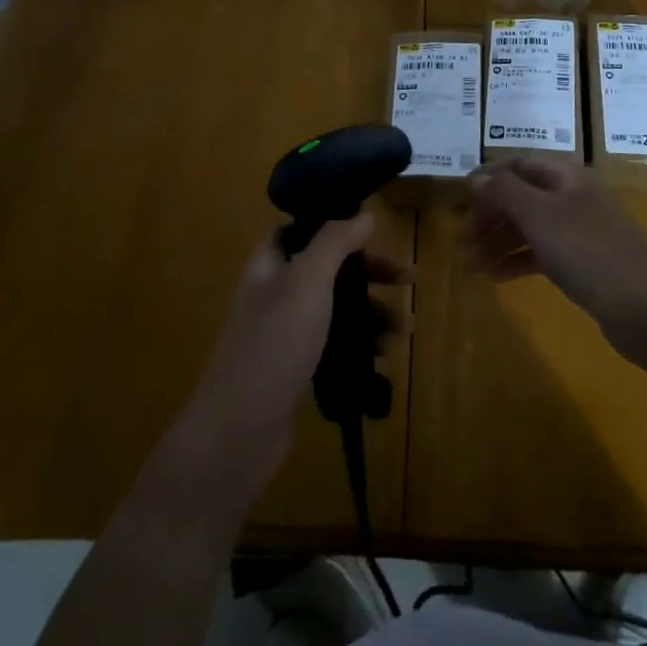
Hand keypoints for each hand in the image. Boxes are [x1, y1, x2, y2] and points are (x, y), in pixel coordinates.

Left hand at [169, 213, 403, 496]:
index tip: (373, 229)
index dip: (335, 224)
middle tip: (407, 280)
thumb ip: (335, 241)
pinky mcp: (296, 369)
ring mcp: (285, 334)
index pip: (301, 229)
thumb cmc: (275, 343)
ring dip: (371, 312)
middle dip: (369, 273)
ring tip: (403, 329)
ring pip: (335, 309)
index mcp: (270, 264)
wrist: (239, 431)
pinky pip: (335, 344)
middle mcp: (276, 293)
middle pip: (328, 269)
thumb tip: (364, 214)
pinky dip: (360, 345)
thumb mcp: (307, 280)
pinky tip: (383, 357)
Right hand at [464, 157, 646, 365]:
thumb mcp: (540, 216)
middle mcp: (574, 197)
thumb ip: (505, 192)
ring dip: (499, 241)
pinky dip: (518, 260)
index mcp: (567, 176)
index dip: (488, 178)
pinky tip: (497, 277)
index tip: (460, 201)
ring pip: (531, 226)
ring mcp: (581, 230)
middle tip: (462, 241)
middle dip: (490, 215)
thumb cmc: (590, 253)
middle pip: (523, 195)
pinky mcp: (585, 262)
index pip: (519, 164)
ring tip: (471, 266)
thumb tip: (476, 177)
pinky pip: (543, 253)